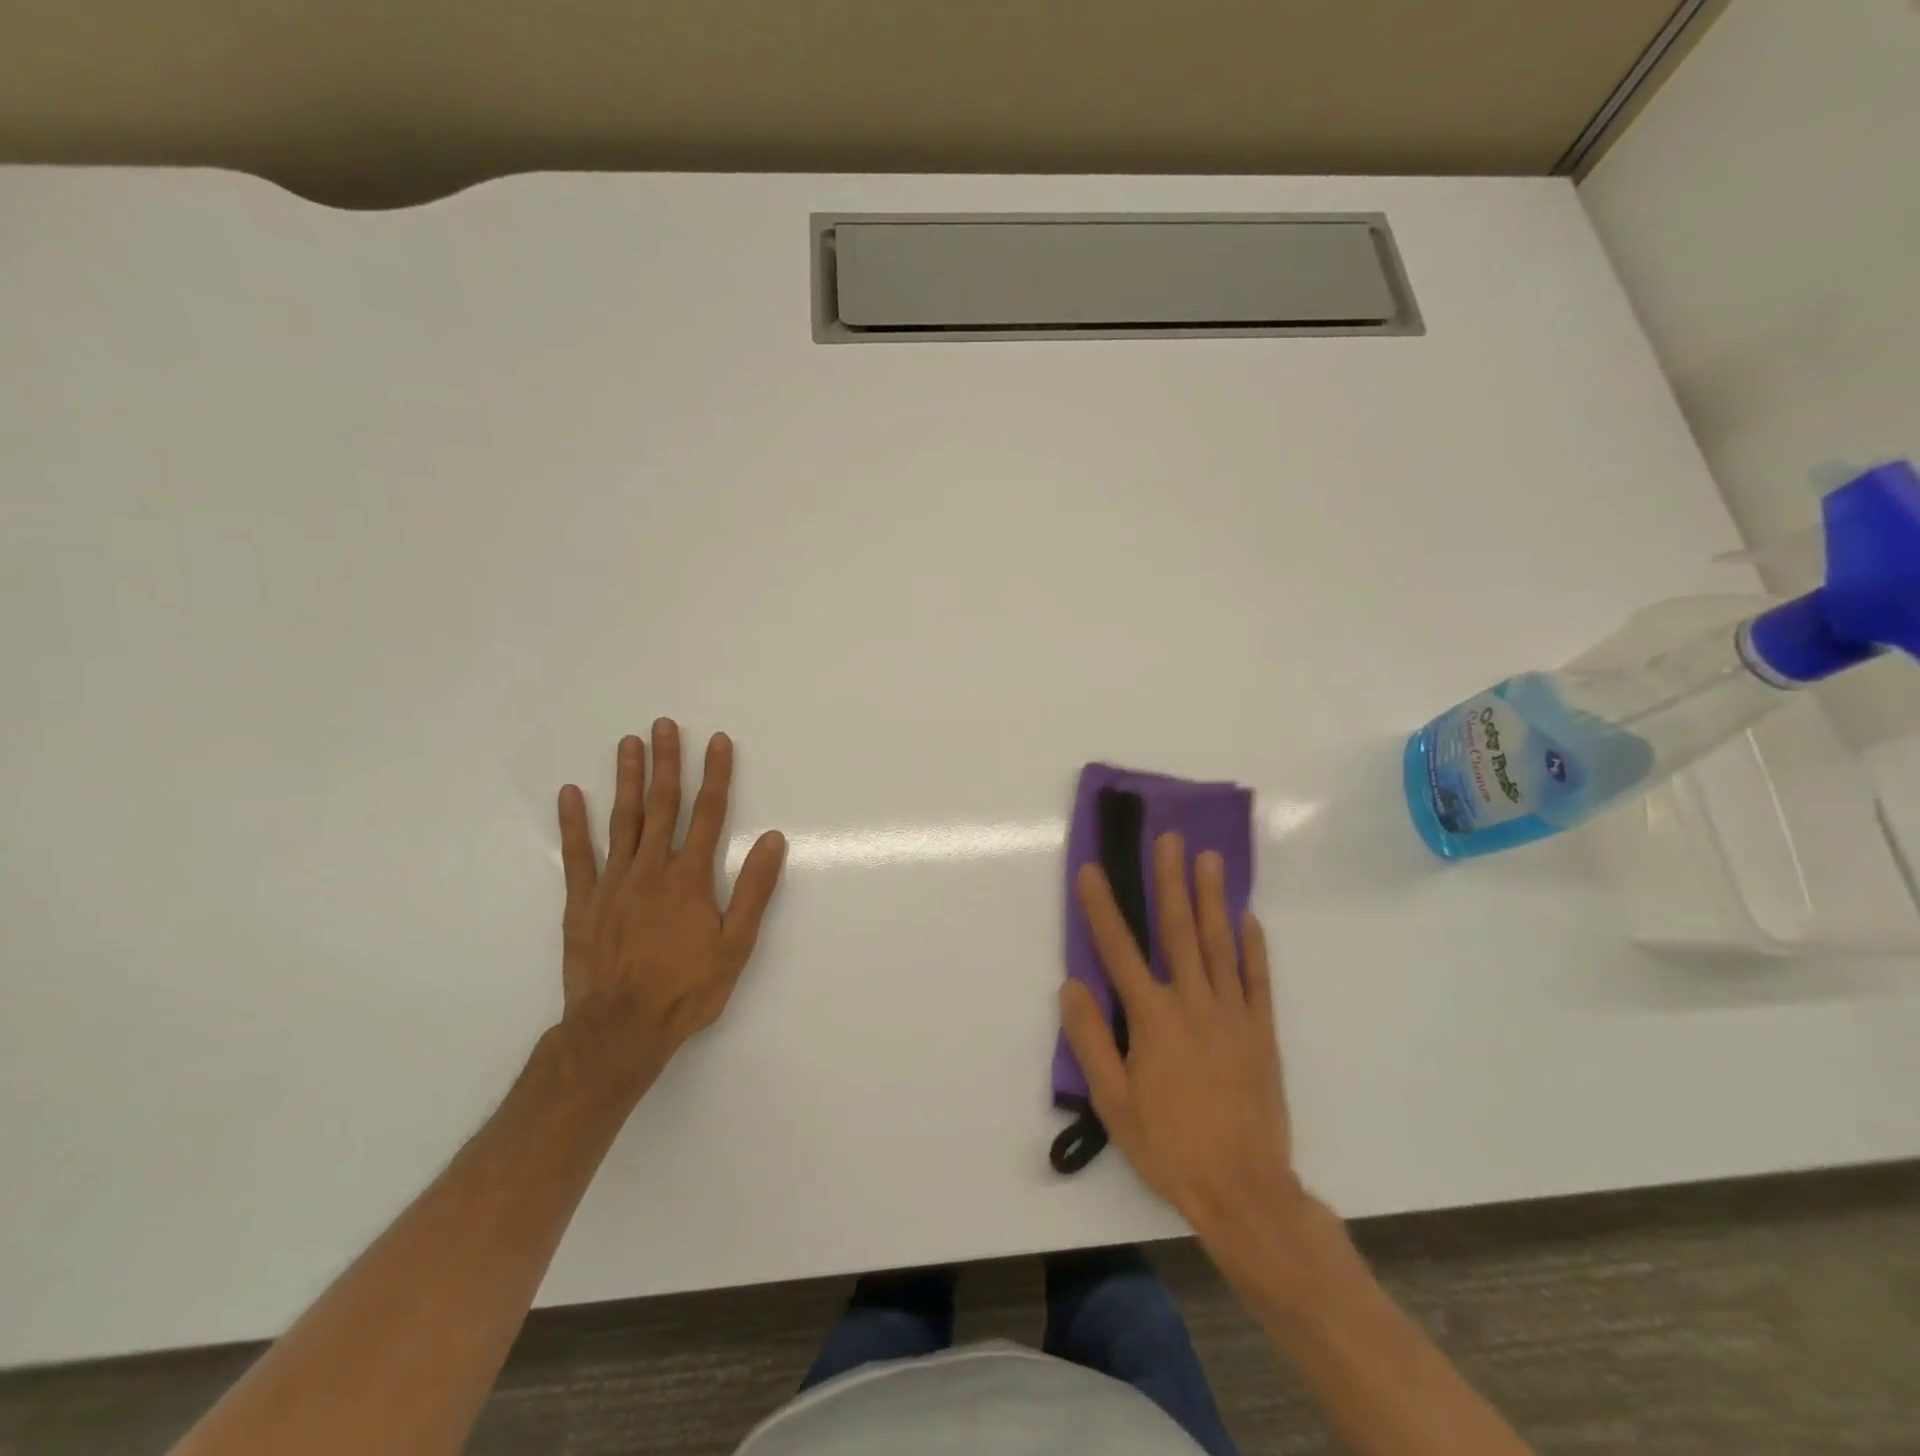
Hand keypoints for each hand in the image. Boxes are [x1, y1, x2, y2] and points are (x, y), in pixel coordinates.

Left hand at [554, 720, 786, 1097]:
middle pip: (663, 806)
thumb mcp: (735, 944)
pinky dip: (574, 823)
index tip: (718, 740)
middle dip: (667, 763)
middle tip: (664, 725)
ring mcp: (613, 882)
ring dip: (627, 779)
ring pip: (623, 820)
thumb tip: (773, 839)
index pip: (709, 814)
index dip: (716, 775)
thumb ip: (754, 889)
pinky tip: (572, 794)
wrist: (621, 1028)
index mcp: (690, 877)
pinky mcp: (583, 901)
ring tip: (629, 744)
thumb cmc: (687, 988)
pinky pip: (578, 854)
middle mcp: (652, 869)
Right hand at [1062, 833, 1307, 1261]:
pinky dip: (1252, 945)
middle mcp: (1192, 1003)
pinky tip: (1247, 917)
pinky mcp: (1261, 1031)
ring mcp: (1232, 1014)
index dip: (1101, 906)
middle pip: (1177, 930)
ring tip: (1208, 858)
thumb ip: (1090, 1040)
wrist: (1245, 1190)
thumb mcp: (1114, 1103)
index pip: (1119, 949)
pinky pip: (1257, 978)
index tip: (1092, 869)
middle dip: (1169, 881)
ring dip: (1211, 897)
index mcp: (1152, 1018)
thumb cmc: (1169, 1146)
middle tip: (1169, 838)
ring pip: (1219, 943)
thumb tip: (1072, 985)